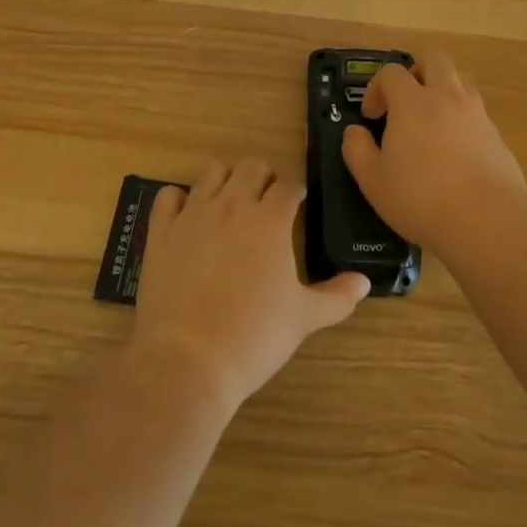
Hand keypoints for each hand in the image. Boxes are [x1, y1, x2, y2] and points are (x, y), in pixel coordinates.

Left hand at [132, 160, 369, 413]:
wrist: (189, 360)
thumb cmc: (254, 337)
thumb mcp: (303, 318)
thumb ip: (336, 297)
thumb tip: (364, 283)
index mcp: (271, 219)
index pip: (289, 186)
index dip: (295, 194)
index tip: (297, 206)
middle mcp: (233, 204)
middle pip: (251, 167)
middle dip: (262, 178)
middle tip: (265, 204)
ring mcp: (193, 214)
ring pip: (211, 172)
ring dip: (224, 181)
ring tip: (228, 204)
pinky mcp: (161, 231)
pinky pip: (168, 196)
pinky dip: (178, 200)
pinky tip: (186, 218)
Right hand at [341, 52, 526, 253]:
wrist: (487, 219)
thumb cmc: (421, 197)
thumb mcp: (373, 180)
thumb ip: (357, 150)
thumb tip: (354, 132)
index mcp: (412, 102)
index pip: (391, 73)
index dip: (376, 88)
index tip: (372, 116)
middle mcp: (447, 97)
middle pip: (434, 60)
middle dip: (416, 72)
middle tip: (405, 101)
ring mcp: (477, 114)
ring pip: (460, 82)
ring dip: (443, 92)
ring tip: (432, 125)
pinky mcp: (497, 135)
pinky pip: (476, 114)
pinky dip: (463, 122)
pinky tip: (456, 154)